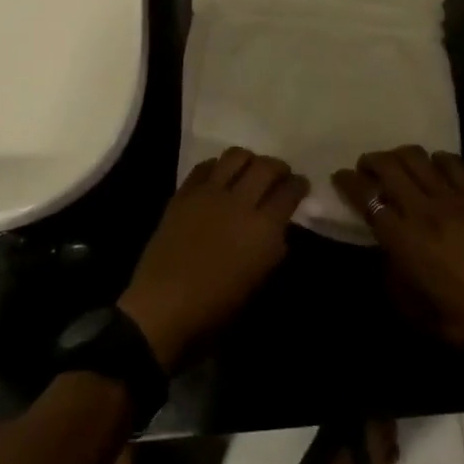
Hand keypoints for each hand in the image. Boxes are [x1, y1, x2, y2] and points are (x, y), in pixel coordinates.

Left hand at [118, 148, 308, 371]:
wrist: (163, 307)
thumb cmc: (216, 307)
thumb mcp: (257, 283)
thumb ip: (272, 249)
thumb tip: (277, 229)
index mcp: (263, 228)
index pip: (289, 192)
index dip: (299, 184)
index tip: (300, 184)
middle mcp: (239, 202)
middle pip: (265, 166)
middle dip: (278, 167)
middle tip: (279, 175)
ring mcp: (208, 193)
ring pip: (236, 156)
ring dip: (249, 160)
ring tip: (249, 170)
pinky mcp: (184, 193)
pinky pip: (205, 167)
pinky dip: (218, 167)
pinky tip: (219, 178)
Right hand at [335, 147, 463, 377]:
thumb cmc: (456, 321)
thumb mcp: (407, 304)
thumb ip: (388, 267)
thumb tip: (382, 244)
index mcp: (402, 239)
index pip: (365, 195)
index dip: (347, 181)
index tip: (340, 177)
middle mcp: (423, 210)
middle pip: (387, 165)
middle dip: (369, 161)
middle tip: (366, 169)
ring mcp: (453, 199)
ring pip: (417, 157)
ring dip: (399, 156)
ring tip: (397, 166)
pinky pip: (452, 163)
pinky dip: (436, 160)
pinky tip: (434, 170)